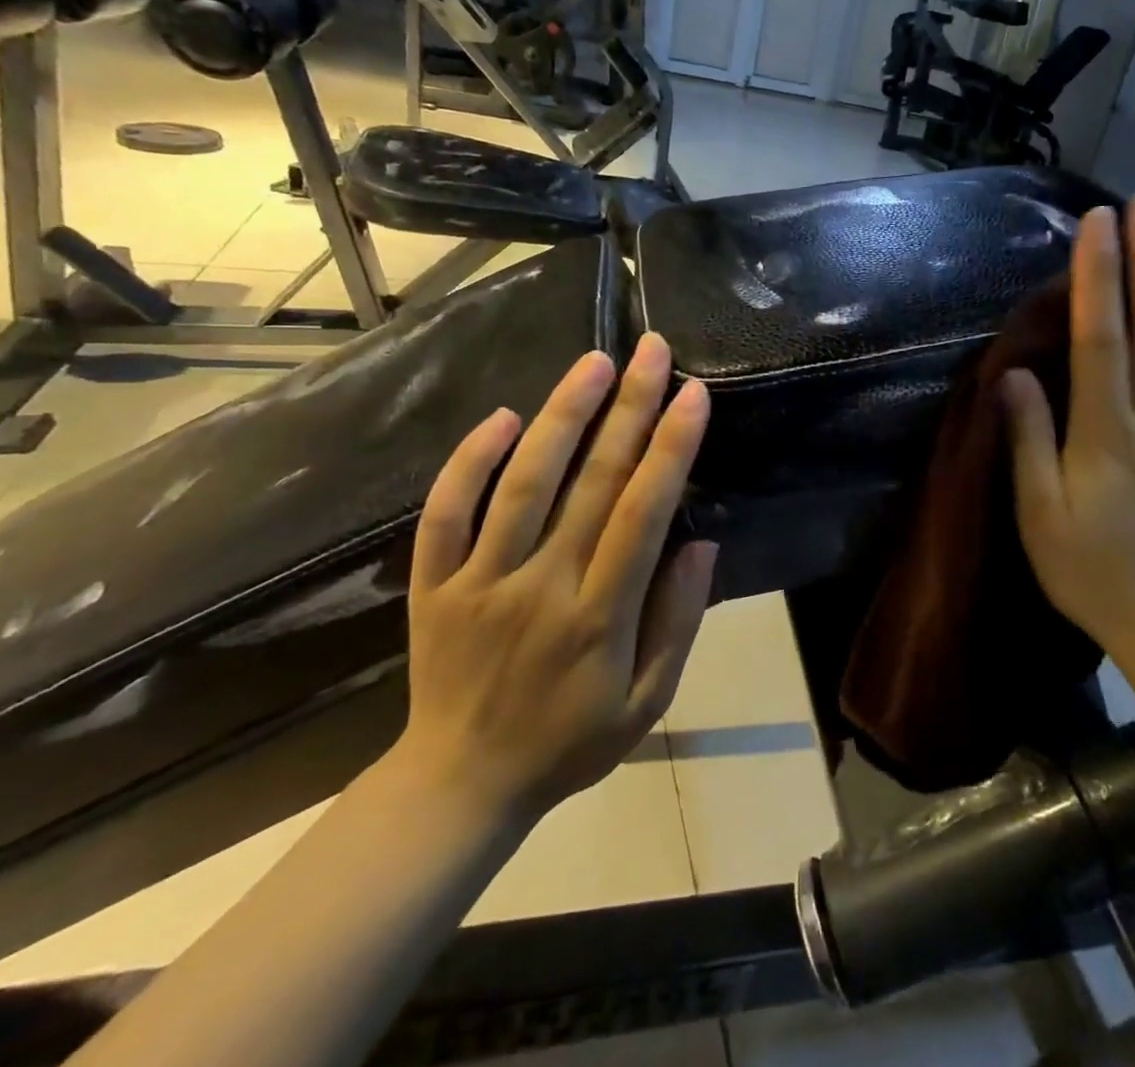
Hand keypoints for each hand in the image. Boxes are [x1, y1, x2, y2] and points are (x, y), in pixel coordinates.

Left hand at [390, 334, 714, 830]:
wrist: (460, 785)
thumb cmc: (570, 742)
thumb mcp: (648, 702)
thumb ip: (679, 621)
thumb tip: (701, 542)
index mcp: (599, 617)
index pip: (643, 513)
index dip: (671, 448)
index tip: (693, 393)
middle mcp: (541, 586)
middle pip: (591, 481)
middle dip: (630, 407)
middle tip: (652, 349)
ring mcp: (479, 581)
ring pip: (523, 483)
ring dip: (562, 415)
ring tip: (594, 362)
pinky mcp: (433, 584)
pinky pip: (446, 513)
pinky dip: (470, 461)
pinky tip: (504, 416)